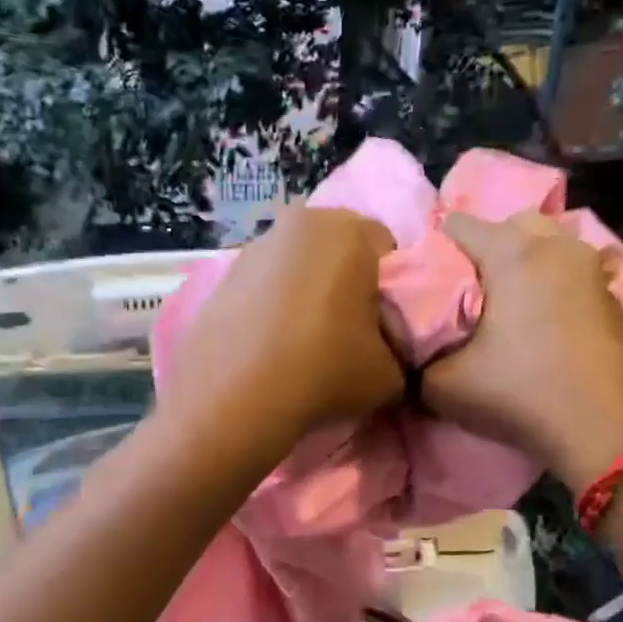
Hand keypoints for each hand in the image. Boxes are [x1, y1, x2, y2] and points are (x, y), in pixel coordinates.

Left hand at [167, 206, 404, 451]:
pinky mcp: (221, 276)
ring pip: (296, 265)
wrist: (233, 398)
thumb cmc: (324, 371)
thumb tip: (388, 353)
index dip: (389, 290)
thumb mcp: (392, 375)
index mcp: (350, 231)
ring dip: (304, 292)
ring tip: (301, 343)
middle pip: (337, 250)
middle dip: (345, 283)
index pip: (387, 249)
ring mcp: (254, 247)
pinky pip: (262, 286)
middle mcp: (300, 223)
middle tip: (346, 333)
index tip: (382, 326)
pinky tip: (268, 346)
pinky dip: (270, 307)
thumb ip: (401, 353)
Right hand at [422, 212, 622, 492]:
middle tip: (470, 293)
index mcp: (512, 253)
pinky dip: (553, 287)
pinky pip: (571, 274)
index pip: (456, 224)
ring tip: (507, 309)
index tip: (429, 287)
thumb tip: (413, 351)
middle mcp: (556, 246)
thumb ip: (418, 359)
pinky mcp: (614, 296)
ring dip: (524, 266)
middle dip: (486, 250)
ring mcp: (591, 268)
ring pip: (548, 246)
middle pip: (510, 225)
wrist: (609, 430)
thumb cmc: (522, 394)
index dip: (434, 251)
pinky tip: (543, 325)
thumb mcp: (444, 386)